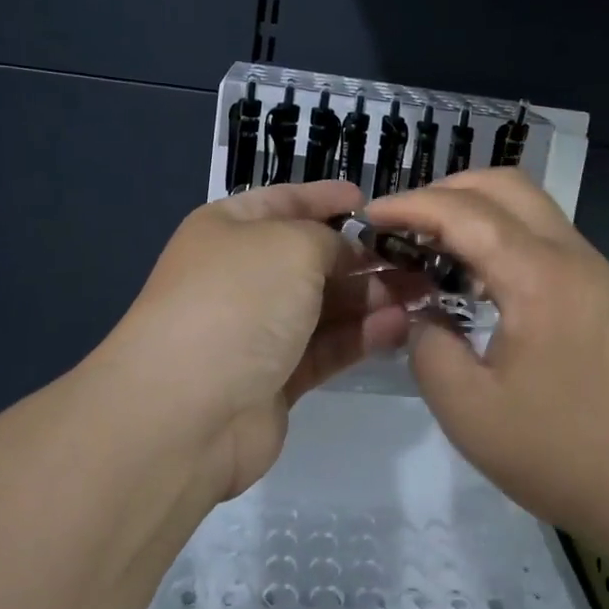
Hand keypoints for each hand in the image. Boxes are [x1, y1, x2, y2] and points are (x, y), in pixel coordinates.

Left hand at [109, 181, 417, 501]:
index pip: (286, 201)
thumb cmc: (239, 301)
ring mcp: (257, 330)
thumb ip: (332, 241)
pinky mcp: (275, 379)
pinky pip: (326, 348)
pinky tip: (400, 326)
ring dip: (373, 297)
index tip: (370, 201)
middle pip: (314, 258)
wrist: (185, 410)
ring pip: (326, 306)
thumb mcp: (292, 245)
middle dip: (365, 256)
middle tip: (420, 259)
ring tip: (423, 293)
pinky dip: (362, 336)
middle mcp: (243, 275)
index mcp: (230, 229)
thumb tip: (348, 255)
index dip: (327, 198)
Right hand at [363, 170, 608, 547]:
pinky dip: (501, 235)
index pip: (464, 211)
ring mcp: (592, 270)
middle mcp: (570, 254)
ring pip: (528, 206)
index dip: (410, 205)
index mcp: (537, 275)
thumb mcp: (468, 411)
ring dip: (476, 210)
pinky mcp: (600, 291)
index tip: (368, 216)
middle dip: (446, 191)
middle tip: (403, 224)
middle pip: (504, 184)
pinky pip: (543, 237)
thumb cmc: (561, 453)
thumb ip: (429, 347)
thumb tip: (425, 317)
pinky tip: (475, 278)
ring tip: (432, 245)